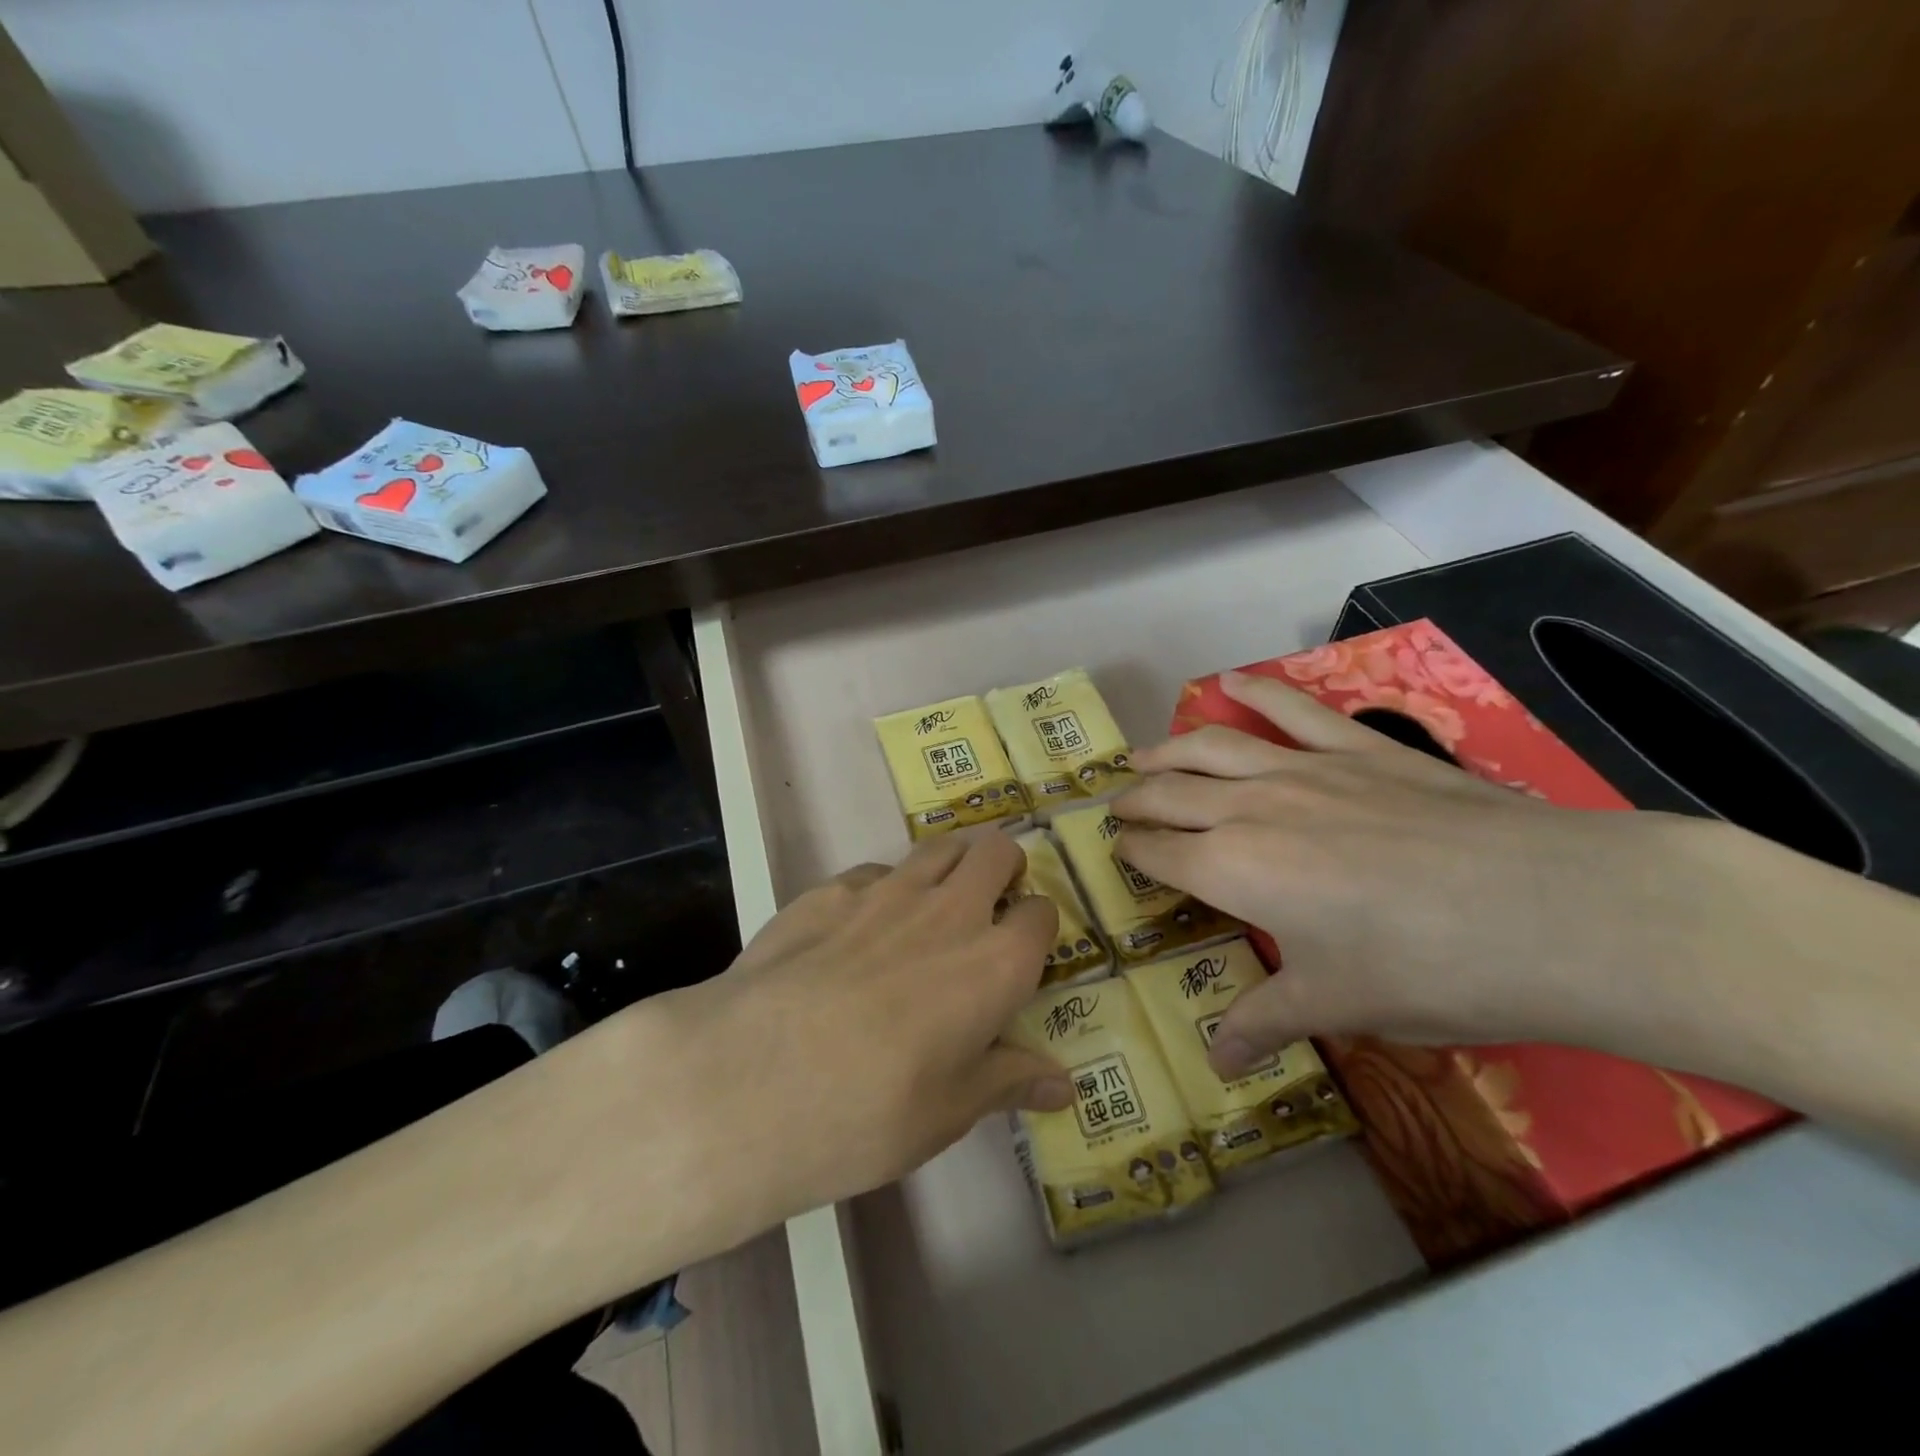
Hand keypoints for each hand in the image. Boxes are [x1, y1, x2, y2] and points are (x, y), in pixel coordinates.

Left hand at [650, 829, 1070, 1229]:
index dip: (1038, 927)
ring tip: (935, 901)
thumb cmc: (871, 1110)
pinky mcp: (829, 890)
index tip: (1024, 950)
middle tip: (990, 901)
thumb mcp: (950, 1112)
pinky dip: (883, 888)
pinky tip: (859, 928)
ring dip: (950, 863)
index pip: (1041, 915)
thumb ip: (1009, 1081)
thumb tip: (1064, 1084)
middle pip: (995, 851)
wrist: (753, 1077)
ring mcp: (886, 891)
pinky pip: (874, 873)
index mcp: (995, 962)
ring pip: (938, 847)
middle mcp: (949, 910)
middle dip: (1003, 866)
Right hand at [1110, 671, 1727, 1076]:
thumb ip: (1263, 1022)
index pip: (1159, 854)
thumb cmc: (1426, 970)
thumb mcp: (1336, 1005)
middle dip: (1136, 800)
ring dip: (1168, 748)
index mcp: (1232, 870)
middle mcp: (1248, 808)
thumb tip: (1216, 1066)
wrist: (1551, 910)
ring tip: (1142, 754)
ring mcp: (1302, 768)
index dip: (1131, 852)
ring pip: (1211, 745)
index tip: (1117, 852)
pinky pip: (1291, 708)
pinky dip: (1255, 690)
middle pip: (1171, 793)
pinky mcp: (1358, 747)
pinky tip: (1230, 681)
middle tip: (1118, 806)